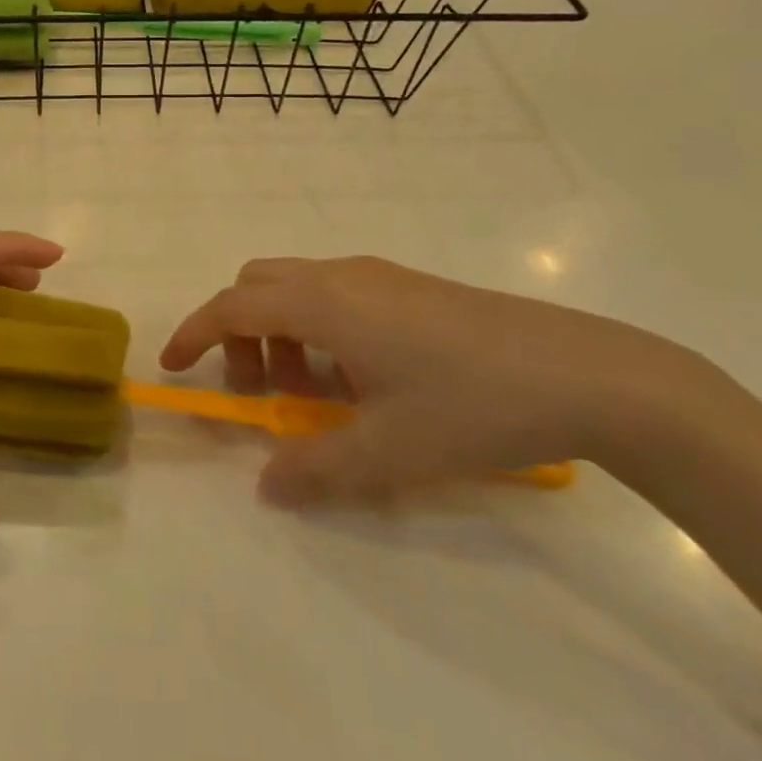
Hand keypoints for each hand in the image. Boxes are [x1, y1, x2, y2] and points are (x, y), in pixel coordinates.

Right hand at [160, 256, 727, 507]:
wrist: (588, 373)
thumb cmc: (473, 407)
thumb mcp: (388, 452)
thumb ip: (314, 468)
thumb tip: (267, 485)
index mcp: (325, 304)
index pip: (233, 306)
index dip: (194, 333)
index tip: (173, 366)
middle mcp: (343, 275)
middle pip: (259, 285)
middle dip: (239, 333)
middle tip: (259, 392)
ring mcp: (380, 275)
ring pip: (299, 287)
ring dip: (282, 332)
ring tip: (316, 395)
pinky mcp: (412, 286)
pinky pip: (338, 294)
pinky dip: (319, 327)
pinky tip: (362, 380)